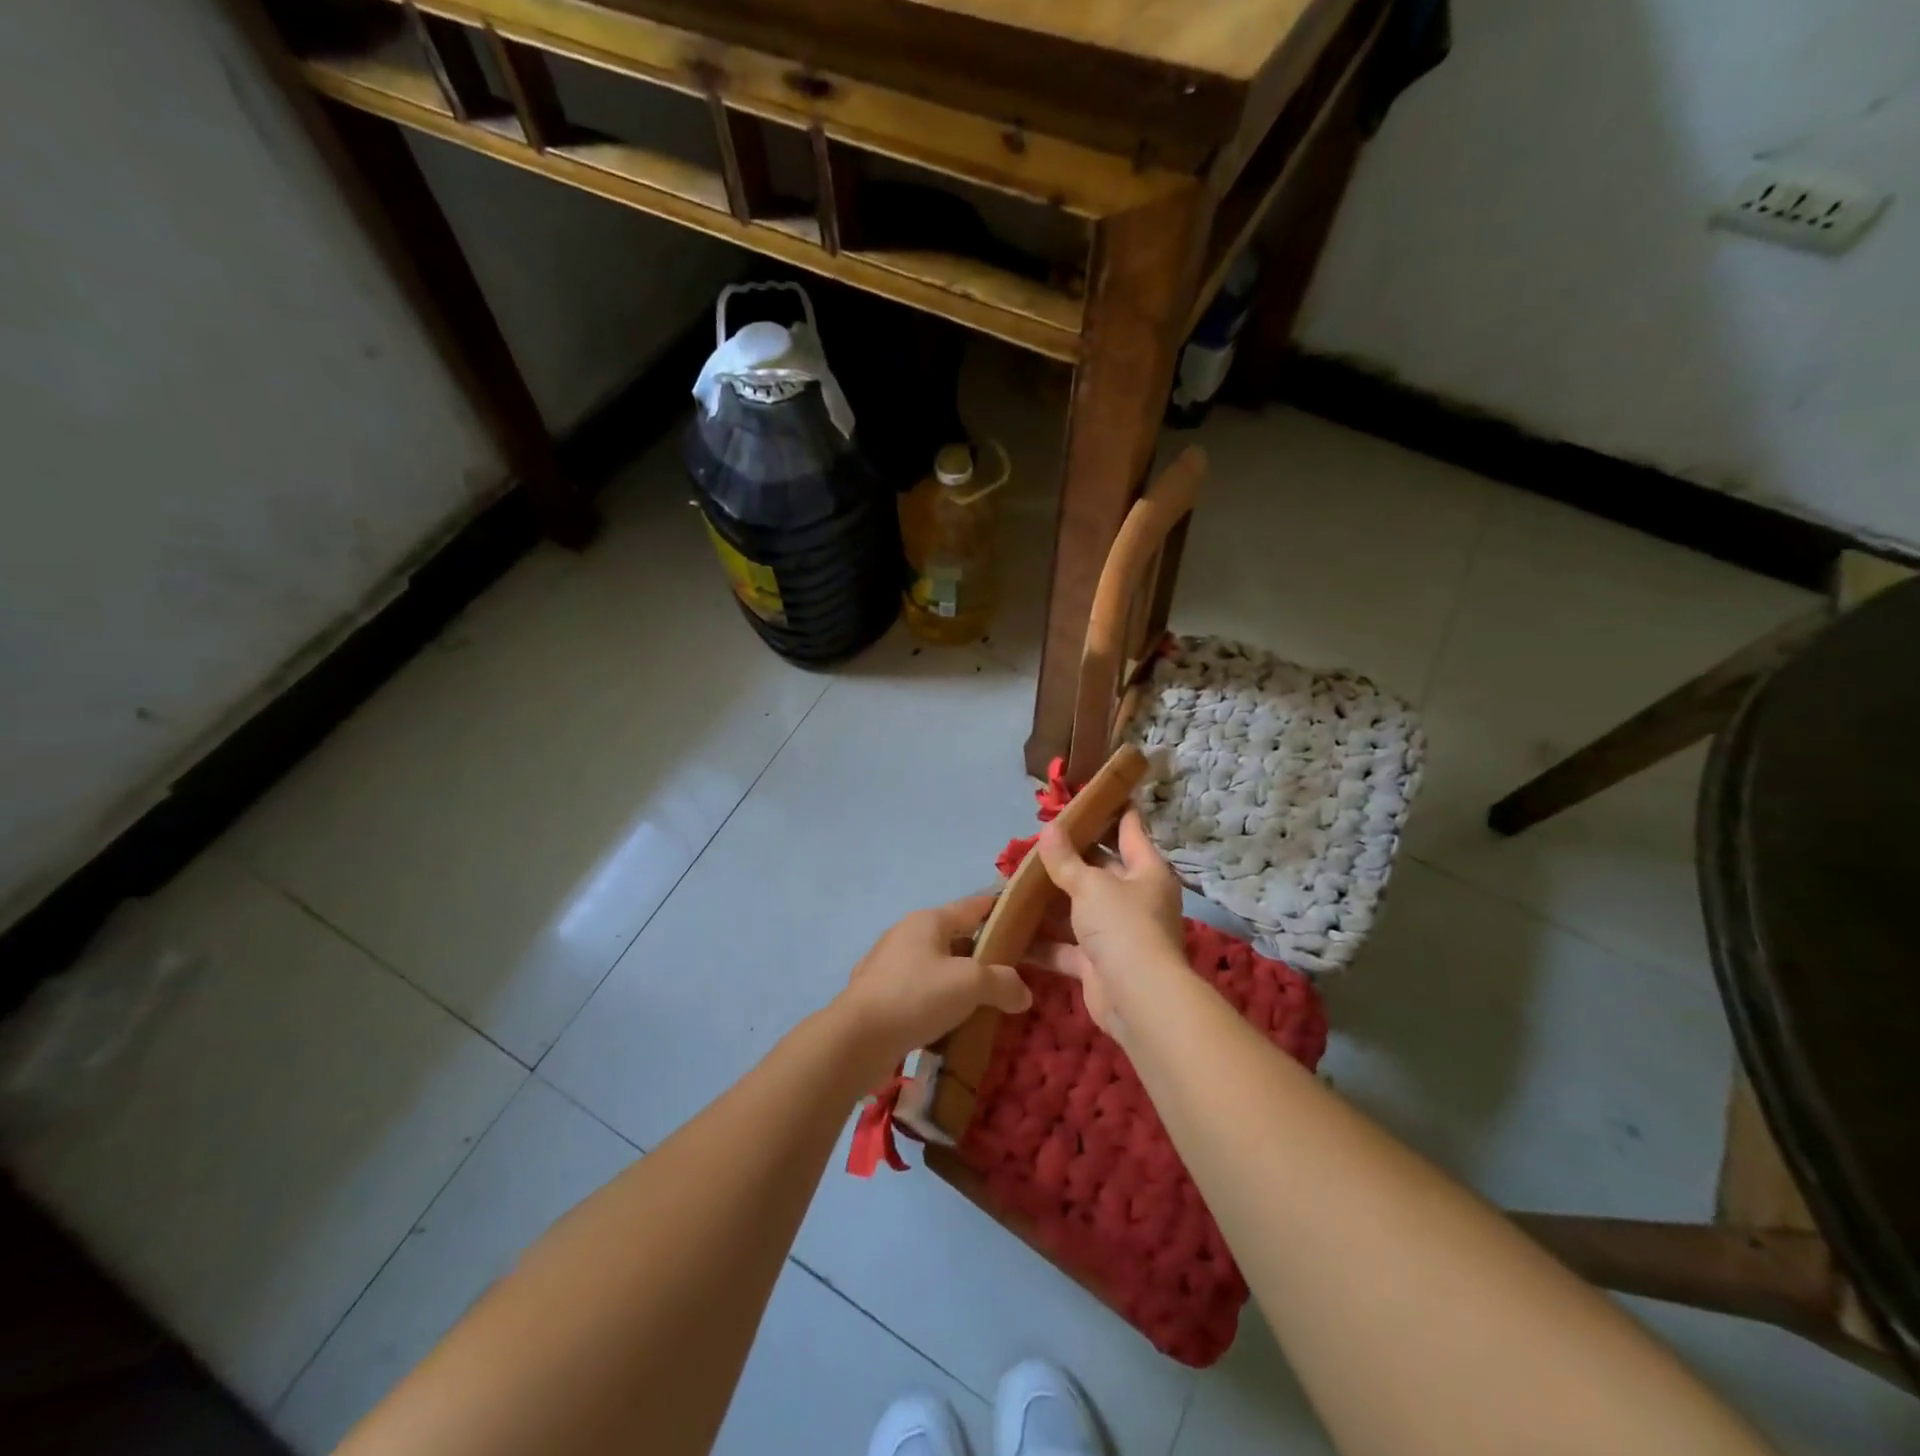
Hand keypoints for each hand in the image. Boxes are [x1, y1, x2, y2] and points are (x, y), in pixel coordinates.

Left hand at [833, 896, 1031, 1079]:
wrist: (857, 1039)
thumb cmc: (917, 996)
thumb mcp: (971, 985)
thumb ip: (1003, 983)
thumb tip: (1023, 993)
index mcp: (928, 921)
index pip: (972, 906)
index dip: (997, 908)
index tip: (1020, 916)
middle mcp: (906, 935)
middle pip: (953, 938)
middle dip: (980, 954)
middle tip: (1008, 973)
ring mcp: (887, 965)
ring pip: (934, 967)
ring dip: (957, 982)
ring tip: (982, 1003)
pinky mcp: (877, 995)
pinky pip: (917, 993)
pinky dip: (935, 1003)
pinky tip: (949, 1025)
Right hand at [1030, 809, 1185, 1043]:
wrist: (1137, 999)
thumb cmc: (1122, 926)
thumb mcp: (1090, 885)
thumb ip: (1065, 859)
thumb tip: (1048, 829)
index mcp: (1146, 871)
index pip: (1130, 829)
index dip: (1112, 809)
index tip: (1091, 792)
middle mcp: (1135, 898)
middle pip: (1101, 869)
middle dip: (1070, 857)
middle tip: (1036, 839)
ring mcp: (1117, 933)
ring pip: (1079, 908)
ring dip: (1051, 900)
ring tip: (1016, 881)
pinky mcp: (1097, 963)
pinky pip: (1066, 947)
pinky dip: (1043, 942)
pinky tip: (1013, 931)